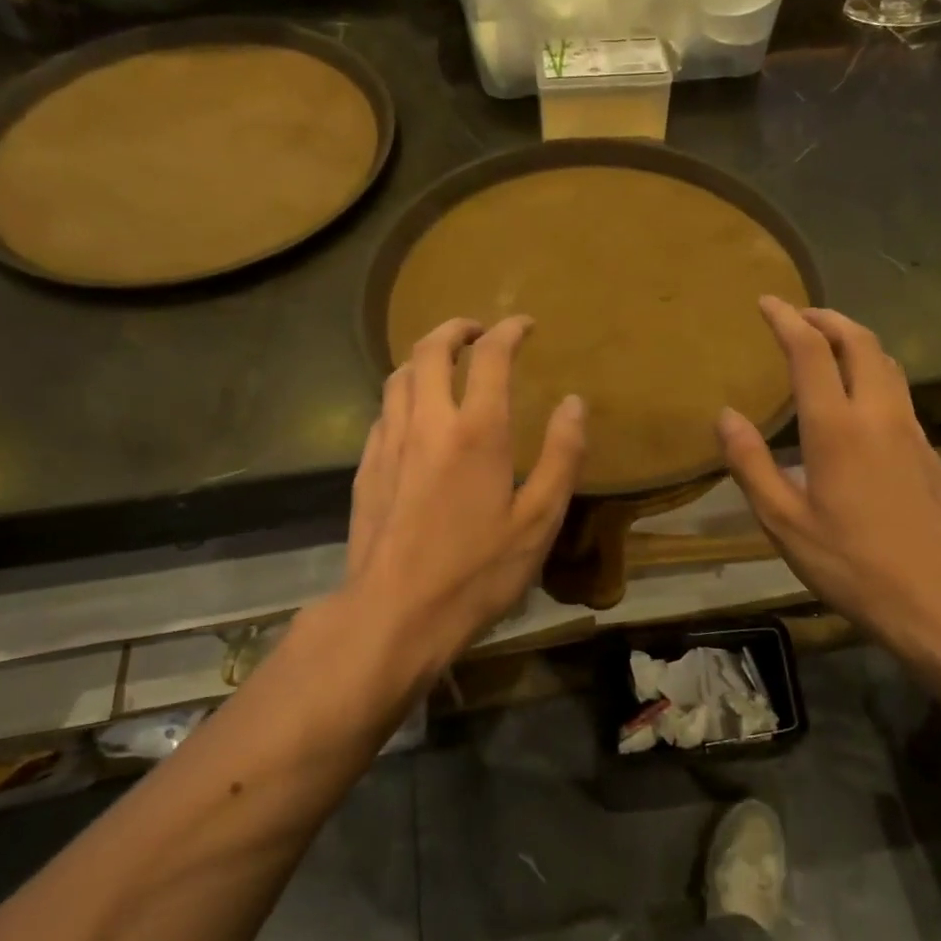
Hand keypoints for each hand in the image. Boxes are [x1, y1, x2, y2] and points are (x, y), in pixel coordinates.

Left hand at [346, 316, 584, 674]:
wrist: (393, 615)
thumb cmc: (476, 571)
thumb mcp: (538, 520)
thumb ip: (561, 456)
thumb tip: (573, 403)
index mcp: (476, 431)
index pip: (491, 357)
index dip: (509, 331)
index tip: (525, 325)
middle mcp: (427, 422)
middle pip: (430, 349)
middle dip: (456, 329)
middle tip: (478, 332)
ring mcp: (388, 443)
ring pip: (399, 376)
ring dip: (425, 357)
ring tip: (446, 364)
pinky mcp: (366, 468)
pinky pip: (384, 411)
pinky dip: (404, 395)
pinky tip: (415, 416)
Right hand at [717, 298, 940, 654]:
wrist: (938, 598)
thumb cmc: (850, 563)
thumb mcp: (784, 522)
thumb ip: (751, 464)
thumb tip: (725, 416)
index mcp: (836, 427)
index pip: (811, 351)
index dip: (787, 320)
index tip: (767, 302)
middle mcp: (878, 414)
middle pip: (860, 342)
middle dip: (828, 318)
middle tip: (800, 316)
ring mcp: (910, 430)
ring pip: (887, 362)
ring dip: (855, 341)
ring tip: (829, 345)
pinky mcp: (927, 450)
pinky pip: (898, 391)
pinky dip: (873, 372)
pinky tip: (859, 400)